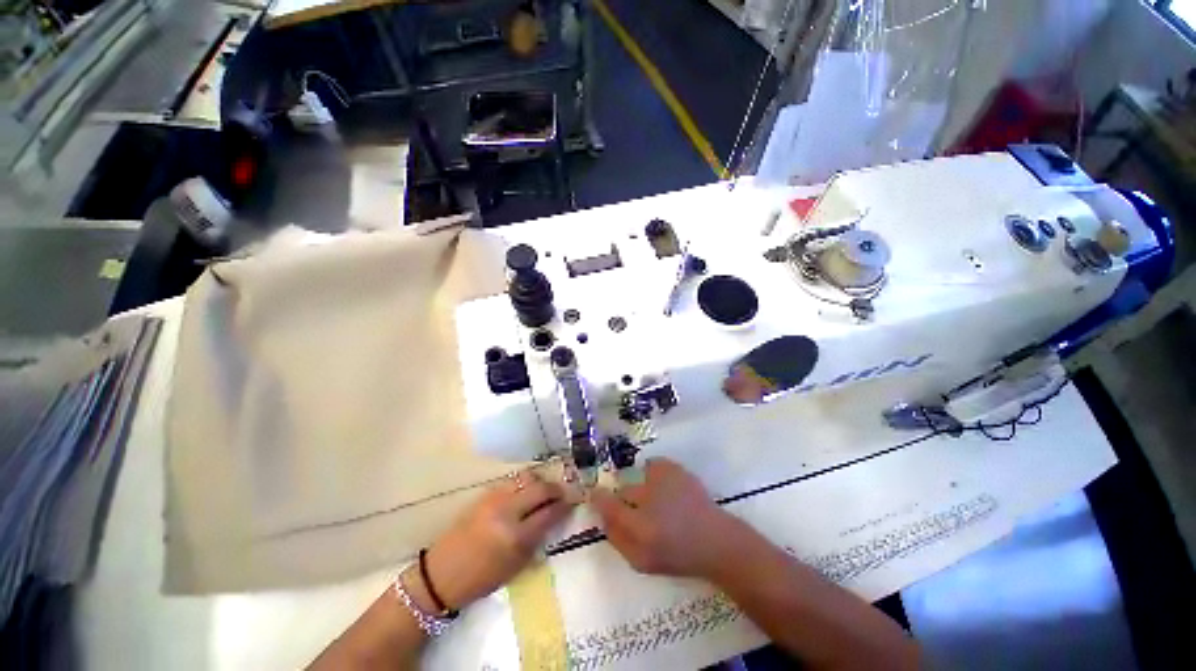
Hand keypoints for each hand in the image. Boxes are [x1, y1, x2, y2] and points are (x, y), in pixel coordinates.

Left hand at [416, 470, 575, 610]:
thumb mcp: (516, 566)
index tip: (574, 502)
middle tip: (563, 494)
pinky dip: (524, 483)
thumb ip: (537, 539)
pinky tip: (526, 492)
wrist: (442, 574)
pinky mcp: (485, 493)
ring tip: (544, 491)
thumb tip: (555, 517)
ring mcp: (495, 498)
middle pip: (541, 488)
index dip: (565, 505)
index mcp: (516, 536)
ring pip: (527, 477)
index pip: (550, 512)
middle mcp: (507, 510)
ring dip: (540, 482)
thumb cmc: (481, 579)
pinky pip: (512, 480)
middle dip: (556, 489)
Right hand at [590, 458, 740, 578]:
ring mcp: (662, 479)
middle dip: (625, 499)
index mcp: (639, 526)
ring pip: (638, 477)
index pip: (607, 505)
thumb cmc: (678, 555)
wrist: (716, 541)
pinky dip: (653, 474)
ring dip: (641, 488)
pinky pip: (652, 465)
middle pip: (624, 490)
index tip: (595, 496)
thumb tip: (601, 517)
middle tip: (638, 511)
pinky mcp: (674, 468)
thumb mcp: (641, 560)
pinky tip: (663, 487)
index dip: (598, 499)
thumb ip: (617, 539)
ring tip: (655, 501)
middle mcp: (648, 498)